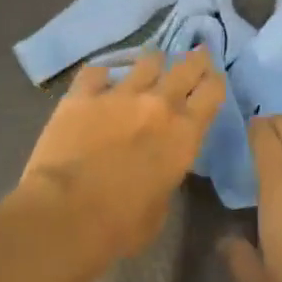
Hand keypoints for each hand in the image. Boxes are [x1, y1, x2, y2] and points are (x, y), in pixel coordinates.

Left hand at [5, 49, 225, 265]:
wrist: (65, 214)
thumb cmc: (120, 226)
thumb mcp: (160, 207)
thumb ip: (165, 175)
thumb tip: (157, 167)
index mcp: (184, 135)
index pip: (212, 93)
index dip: (215, 81)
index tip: (214, 77)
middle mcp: (157, 105)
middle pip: (185, 68)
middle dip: (194, 60)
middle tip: (196, 55)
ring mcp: (118, 95)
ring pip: (146, 61)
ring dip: (153, 62)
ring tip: (152, 63)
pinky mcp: (82, 95)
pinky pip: (96, 72)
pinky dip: (102, 75)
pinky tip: (101, 80)